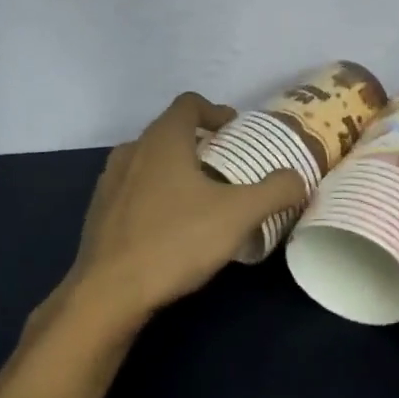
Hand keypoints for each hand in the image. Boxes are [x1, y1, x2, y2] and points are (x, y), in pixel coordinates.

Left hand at [58, 93, 304, 334]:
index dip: (215, 111)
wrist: (107, 293)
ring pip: (148, 161)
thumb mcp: (238, 215)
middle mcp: (132, 151)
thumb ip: (275, 191)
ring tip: (200, 196)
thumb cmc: (174, 241)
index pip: (188, 104)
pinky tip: (170, 226)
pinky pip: (133, 189)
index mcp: (162, 140)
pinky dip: (155, 195)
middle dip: (199, 142)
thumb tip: (299, 178)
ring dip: (175, 169)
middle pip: (168, 131)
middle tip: (226, 166)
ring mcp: (109, 182)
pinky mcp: (99, 213)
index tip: (235, 131)